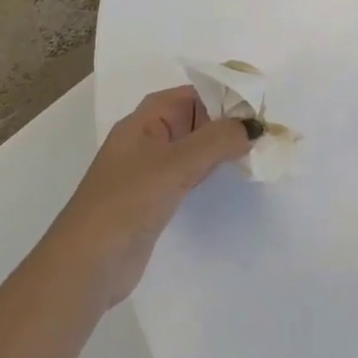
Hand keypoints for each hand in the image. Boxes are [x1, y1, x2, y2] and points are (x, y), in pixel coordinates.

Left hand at [52, 86, 253, 310]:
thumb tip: (254, 126)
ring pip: (196, 146)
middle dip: (230, 121)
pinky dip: (213, 169)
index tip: (263, 105)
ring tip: (260, 149)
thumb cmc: (128, 202)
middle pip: (197, 118)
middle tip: (269, 129)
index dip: (228, 95)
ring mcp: (152, 168)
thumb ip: (218, 140)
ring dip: (224, 145)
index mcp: (146, 118)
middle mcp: (149, 137)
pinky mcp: (156, 197)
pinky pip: (192, 172)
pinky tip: (233, 174)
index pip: (195, 93)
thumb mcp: (176, 164)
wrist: (87, 265)